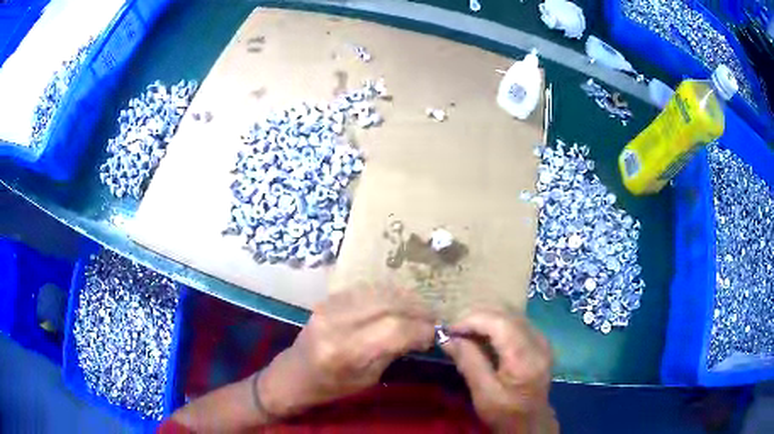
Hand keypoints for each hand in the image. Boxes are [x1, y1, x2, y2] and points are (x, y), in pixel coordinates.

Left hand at [258, 286, 435, 417]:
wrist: (294, 374)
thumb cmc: (331, 387)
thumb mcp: (368, 378)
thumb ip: (394, 351)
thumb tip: (423, 333)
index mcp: (345, 351)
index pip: (394, 329)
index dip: (420, 329)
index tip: (434, 334)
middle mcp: (335, 323)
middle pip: (388, 305)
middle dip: (416, 310)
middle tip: (431, 319)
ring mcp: (328, 306)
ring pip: (378, 292)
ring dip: (404, 299)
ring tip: (418, 310)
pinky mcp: (327, 299)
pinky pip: (365, 290)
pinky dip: (387, 295)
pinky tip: (397, 304)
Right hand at [442, 308, 555, 432]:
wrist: (530, 422)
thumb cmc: (505, 413)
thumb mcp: (483, 394)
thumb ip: (468, 362)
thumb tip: (447, 338)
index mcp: (525, 357)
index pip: (500, 322)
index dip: (472, 320)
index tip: (449, 330)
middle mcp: (538, 342)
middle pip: (507, 313)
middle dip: (477, 316)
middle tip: (454, 330)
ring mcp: (542, 339)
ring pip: (512, 314)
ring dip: (486, 318)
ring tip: (465, 331)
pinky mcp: (540, 341)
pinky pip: (516, 322)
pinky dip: (496, 323)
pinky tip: (482, 335)